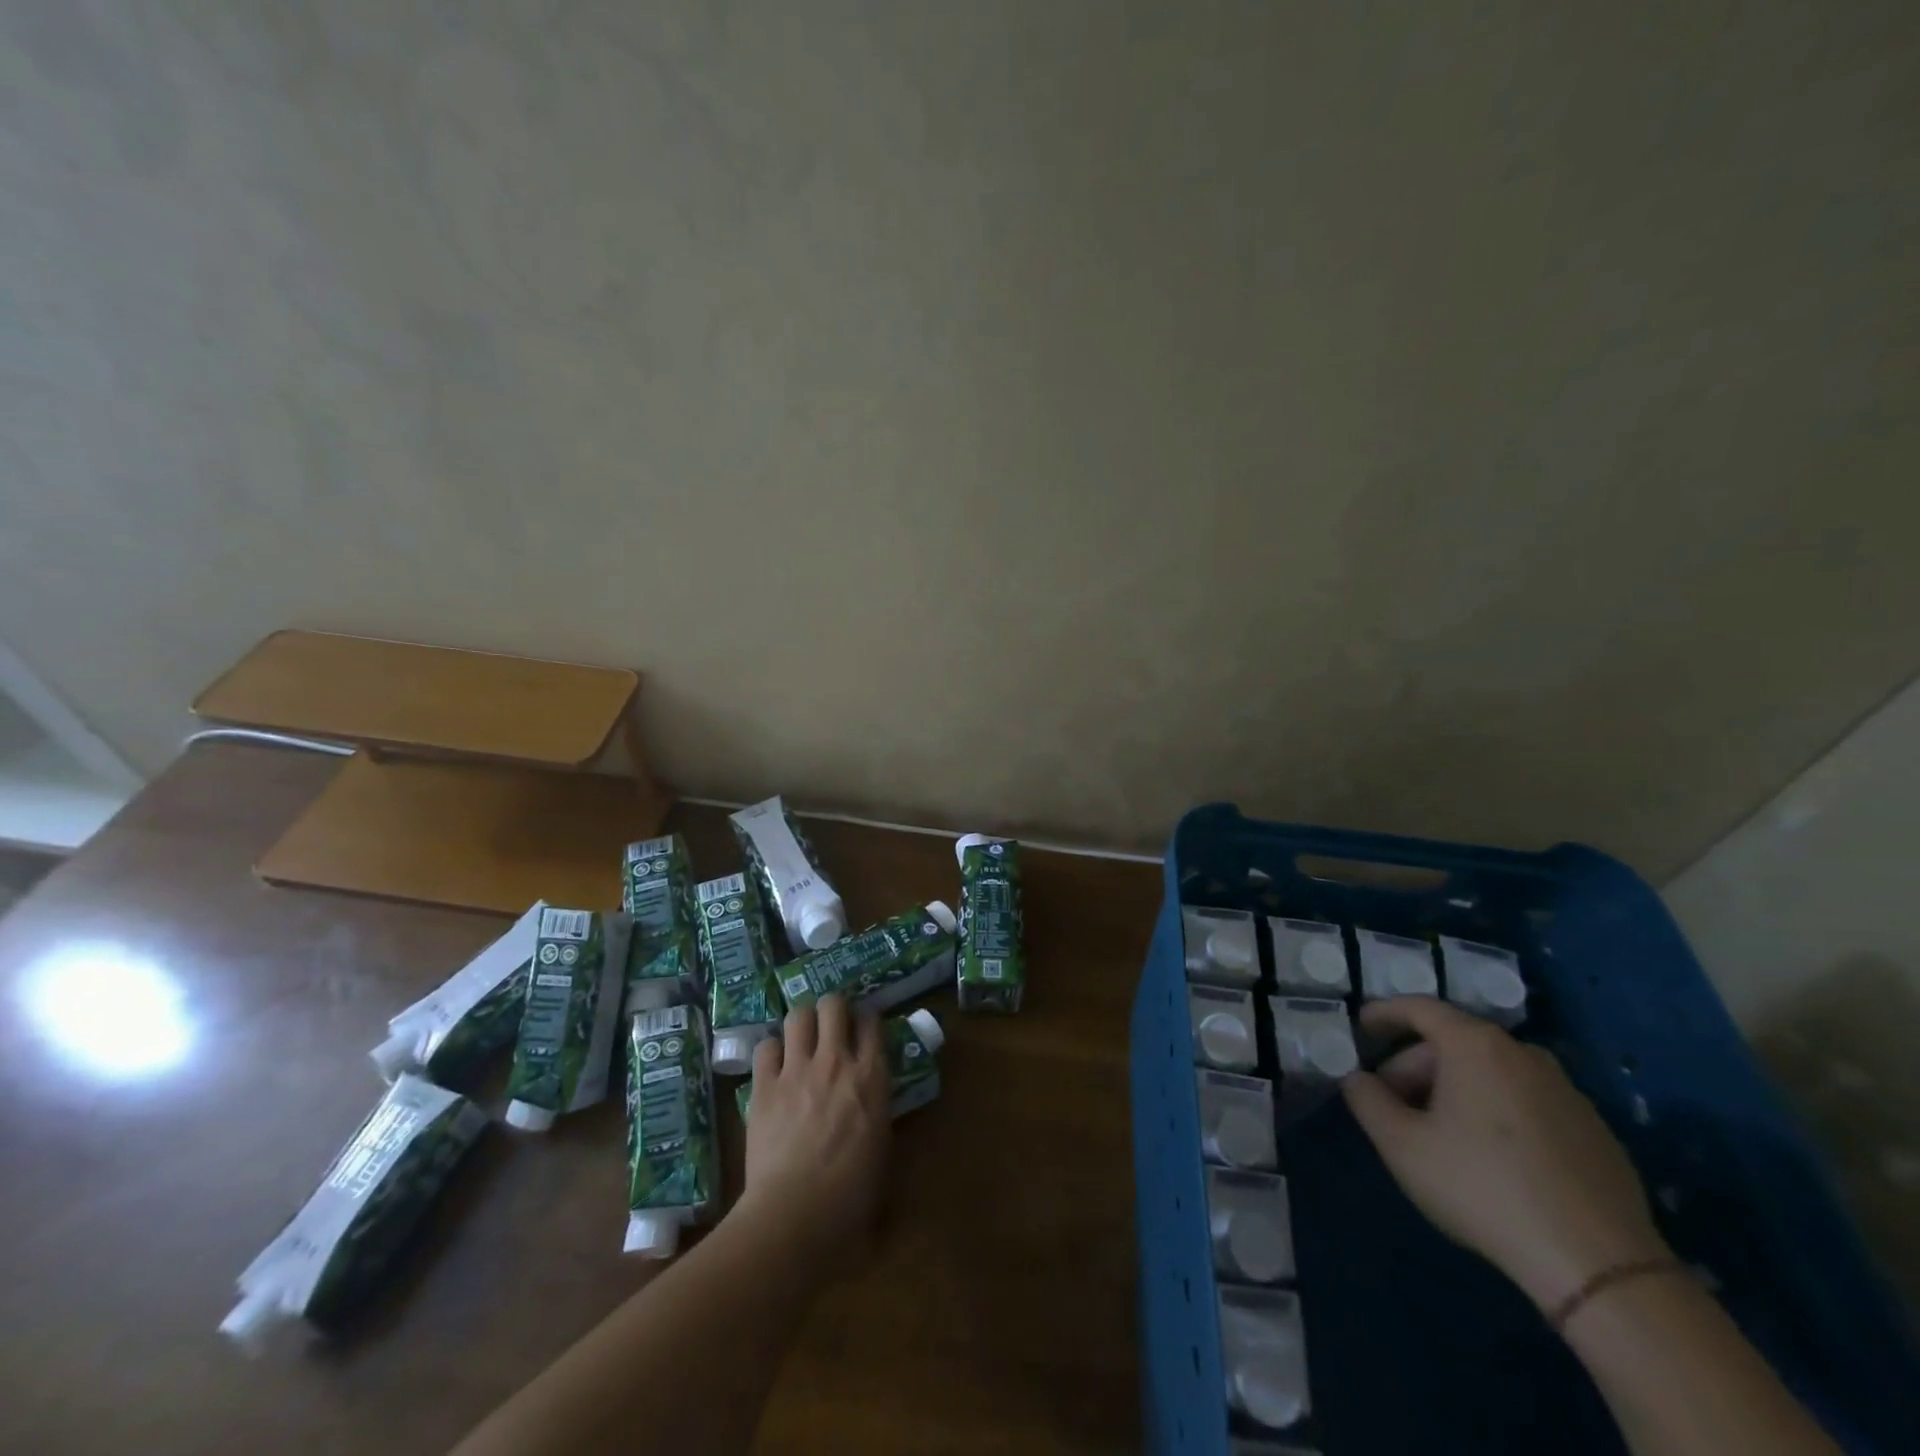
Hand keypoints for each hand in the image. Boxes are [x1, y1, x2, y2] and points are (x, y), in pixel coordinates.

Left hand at [739, 996, 890, 1266]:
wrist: (795, 1214)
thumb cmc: (851, 1195)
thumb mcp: (882, 1148)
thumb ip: (879, 1110)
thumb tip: (874, 1100)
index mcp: (871, 1076)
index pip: (872, 1021)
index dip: (867, 1019)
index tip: (863, 1028)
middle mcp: (835, 1061)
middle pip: (834, 1005)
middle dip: (833, 1008)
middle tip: (831, 1025)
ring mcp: (796, 1070)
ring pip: (798, 1015)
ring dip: (802, 1023)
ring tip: (801, 1038)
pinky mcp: (764, 1086)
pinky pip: (766, 1047)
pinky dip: (772, 1051)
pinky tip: (774, 1066)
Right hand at [1341, 996, 1670, 1312]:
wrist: (1599, 1265)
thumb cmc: (1482, 1187)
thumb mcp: (1400, 1144)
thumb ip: (1366, 1099)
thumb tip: (1359, 1079)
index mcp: (1475, 1045)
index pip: (1418, 1008)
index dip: (1382, 1013)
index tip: (1359, 1030)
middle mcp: (1523, 1054)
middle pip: (1453, 1042)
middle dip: (1414, 1066)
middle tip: (1392, 1103)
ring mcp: (1566, 1091)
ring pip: (1490, 1072)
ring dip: (1454, 1089)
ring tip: (1437, 1133)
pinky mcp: (1594, 1130)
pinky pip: (1526, 1101)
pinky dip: (1496, 1112)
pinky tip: (1490, 1158)